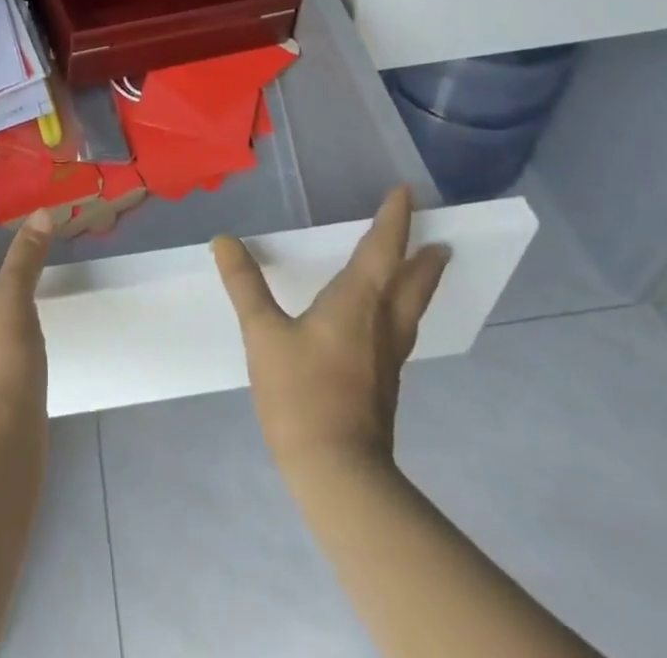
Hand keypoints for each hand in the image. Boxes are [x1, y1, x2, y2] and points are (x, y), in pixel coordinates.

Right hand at [214, 186, 449, 473]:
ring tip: (426, 272)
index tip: (406, 192)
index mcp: (357, 302)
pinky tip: (388, 324)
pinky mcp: (383, 385)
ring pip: (411, 310)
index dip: (394, 219)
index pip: (382, 249)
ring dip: (420, 285)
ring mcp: (387, 358)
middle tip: (442, 242)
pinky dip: (402, 312)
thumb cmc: (302, 394)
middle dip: (425, 258)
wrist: (339, 474)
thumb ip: (245, 285)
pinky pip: (400, 332)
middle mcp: (381, 324)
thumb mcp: (263, 334)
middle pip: (412, 282)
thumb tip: (224, 240)